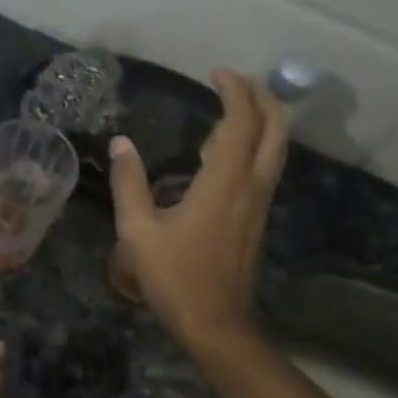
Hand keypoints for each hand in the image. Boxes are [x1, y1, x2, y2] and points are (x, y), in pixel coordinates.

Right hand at [109, 70, 287, 350]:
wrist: (216, 324)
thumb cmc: (175, 277)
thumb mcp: (138, 231)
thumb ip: (128, 183)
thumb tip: (121, 143)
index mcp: (225, 182)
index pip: (241, 122)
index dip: (235, 91)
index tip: (217, 73)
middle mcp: (251, 186)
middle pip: (275, 129)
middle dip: (262, 98)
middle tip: (238, 81)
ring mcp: (259, 204)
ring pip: (276, 150)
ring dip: (264, 120)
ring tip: (236, 105)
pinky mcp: (256, 219)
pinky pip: (265, 168)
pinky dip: (256, 145)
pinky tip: (228, 152)